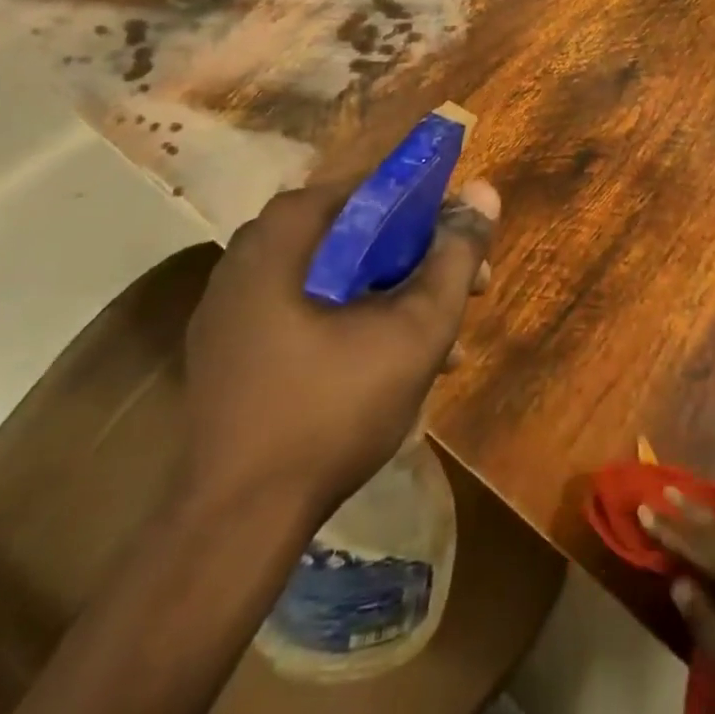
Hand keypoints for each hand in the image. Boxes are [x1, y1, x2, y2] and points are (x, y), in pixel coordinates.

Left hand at [179, 175, 498, 520]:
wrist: (234, 525)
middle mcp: (249, 255)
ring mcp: (232, 305)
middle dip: (419, 258)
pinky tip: (393, 364)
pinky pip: (306, 309)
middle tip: (466, 289)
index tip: (466, 240)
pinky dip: (354, 320)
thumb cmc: (332, 410)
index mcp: (283, 237)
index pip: (370, 188)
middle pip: (354, 232)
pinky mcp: (229, 349)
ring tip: (444, 340)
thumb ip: (454, 256)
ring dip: (393, 294)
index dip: (430, 207)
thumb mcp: (415, 329)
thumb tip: (484, 191)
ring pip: (334, 275)